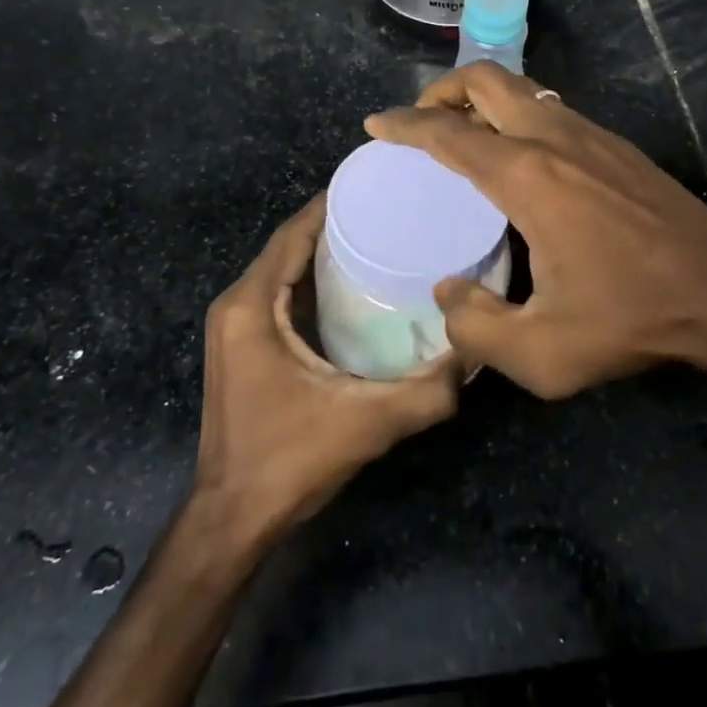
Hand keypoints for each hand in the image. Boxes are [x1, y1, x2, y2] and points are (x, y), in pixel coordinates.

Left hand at [192, 196, 460, 545]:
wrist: (232, 519)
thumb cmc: (288, 461)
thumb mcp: (366, 424)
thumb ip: (426, 392)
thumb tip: (474, 355)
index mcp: (251, 306)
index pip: (293, 234)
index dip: (329, 205)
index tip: (375, 186)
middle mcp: (236, 304)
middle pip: (288, 245)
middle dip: (333, 223)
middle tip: (387, 211)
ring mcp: (235, 326)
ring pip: (282, 268)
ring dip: (322, 251)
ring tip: (377, 237)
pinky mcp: (242, 345)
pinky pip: (278, 292)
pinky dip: (310, 278)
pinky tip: (351, 284)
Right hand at [367, 62, 706, 397]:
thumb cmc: (633, 318)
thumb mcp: (544, 354)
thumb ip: (477, 328)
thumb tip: (449, 295)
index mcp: (528, 177)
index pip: (449, 134)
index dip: (405, 125)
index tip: (376, 125)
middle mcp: (554, 138)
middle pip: (486, 80)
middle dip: (442, 90)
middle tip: (420, 122)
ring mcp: (590, 134)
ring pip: (521, 88)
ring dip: (482, 97)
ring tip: (462, 134)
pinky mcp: (615, 143)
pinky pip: (549, 107)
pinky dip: (516, 112)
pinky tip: (517, 154)